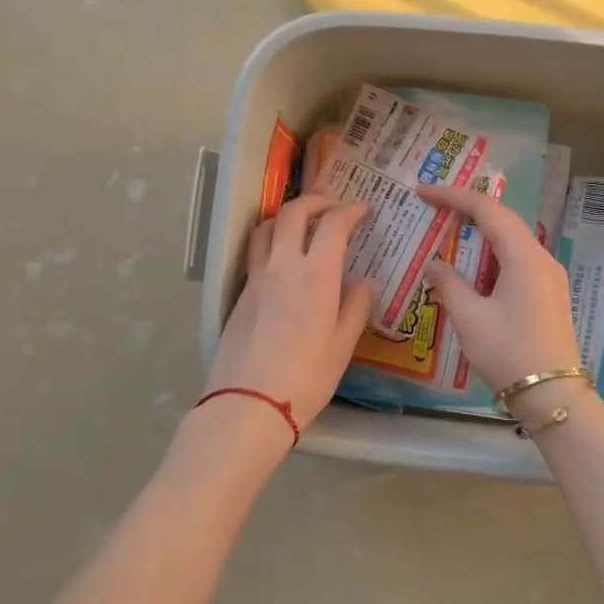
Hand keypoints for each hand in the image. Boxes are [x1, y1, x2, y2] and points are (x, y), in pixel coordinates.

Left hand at [206, 194, 374, 431]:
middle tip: (333, 206)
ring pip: (265, 227)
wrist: (249, 403)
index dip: (350, 210)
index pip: (333, 224)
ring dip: (286, 215)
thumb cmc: (306, 378)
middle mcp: (283, 266)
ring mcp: (256, 278)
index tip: (363, 210)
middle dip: (316, 201)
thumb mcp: (342, 346)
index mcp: (316, 275)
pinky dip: (270, 240)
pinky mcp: (240, 294)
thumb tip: (364, 283)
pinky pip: (254, 252)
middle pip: (293, 213)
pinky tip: (281, 259)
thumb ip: (355, 308)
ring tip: (302, 223)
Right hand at [417, 184, 581, 393]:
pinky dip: (491, 256)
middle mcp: (541, 258)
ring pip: (511, 241)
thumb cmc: (509, 353)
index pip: (487, 210)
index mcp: (524, 257)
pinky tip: (471, 270)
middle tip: (433, 209)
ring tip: (447, 235)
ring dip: (479, 235)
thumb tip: (434, 265)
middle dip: (467, 210)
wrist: (554, 396)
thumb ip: (448, 284)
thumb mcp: (469, 318)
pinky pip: (517, 261)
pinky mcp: (548, 293)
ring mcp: (548, 276)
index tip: (423, 193)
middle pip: (503, 220)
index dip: (454, 197)